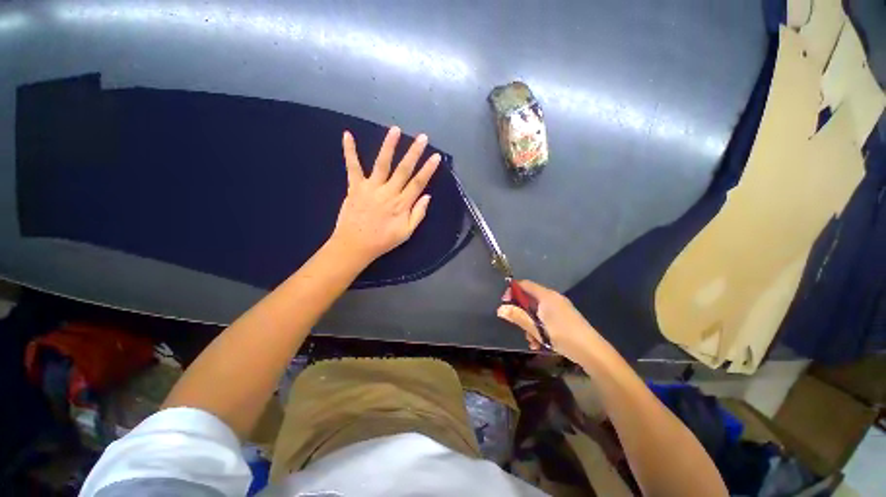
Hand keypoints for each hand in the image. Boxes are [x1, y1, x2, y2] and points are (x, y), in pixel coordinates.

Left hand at [330, 126, 440, 264]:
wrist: (355, 245)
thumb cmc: (383, 240)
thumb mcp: (406, 233)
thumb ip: (418, 214)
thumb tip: (427, 196)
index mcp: (401, 204)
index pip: (418, 183)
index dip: (428, 169)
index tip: (436, 156)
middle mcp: (388, 192)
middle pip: (404, 169)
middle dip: (414, 152)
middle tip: (422, 137)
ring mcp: (371, 188)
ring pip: (382, 164)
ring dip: (389, 146)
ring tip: (395, 129)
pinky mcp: (355, 187)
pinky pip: (353, 167)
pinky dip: (349, 151)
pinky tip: (347, 135)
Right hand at [497, 280, 605, 362]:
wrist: (593, 352)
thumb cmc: (563, 337)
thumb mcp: (537, 329)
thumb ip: (517, 317)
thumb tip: (500, 308)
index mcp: (546, 296)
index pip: (524, 284)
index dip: (512, 291)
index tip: (504, 303)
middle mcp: (553, 298)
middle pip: (530, 298)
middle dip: (521, 313)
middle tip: (518, 327)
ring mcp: (560, 307)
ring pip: (537, 311)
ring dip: (530, 324)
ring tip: (532, 341)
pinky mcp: (565, 316)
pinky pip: (546, 317)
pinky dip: (540, 327)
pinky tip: (540, 343)